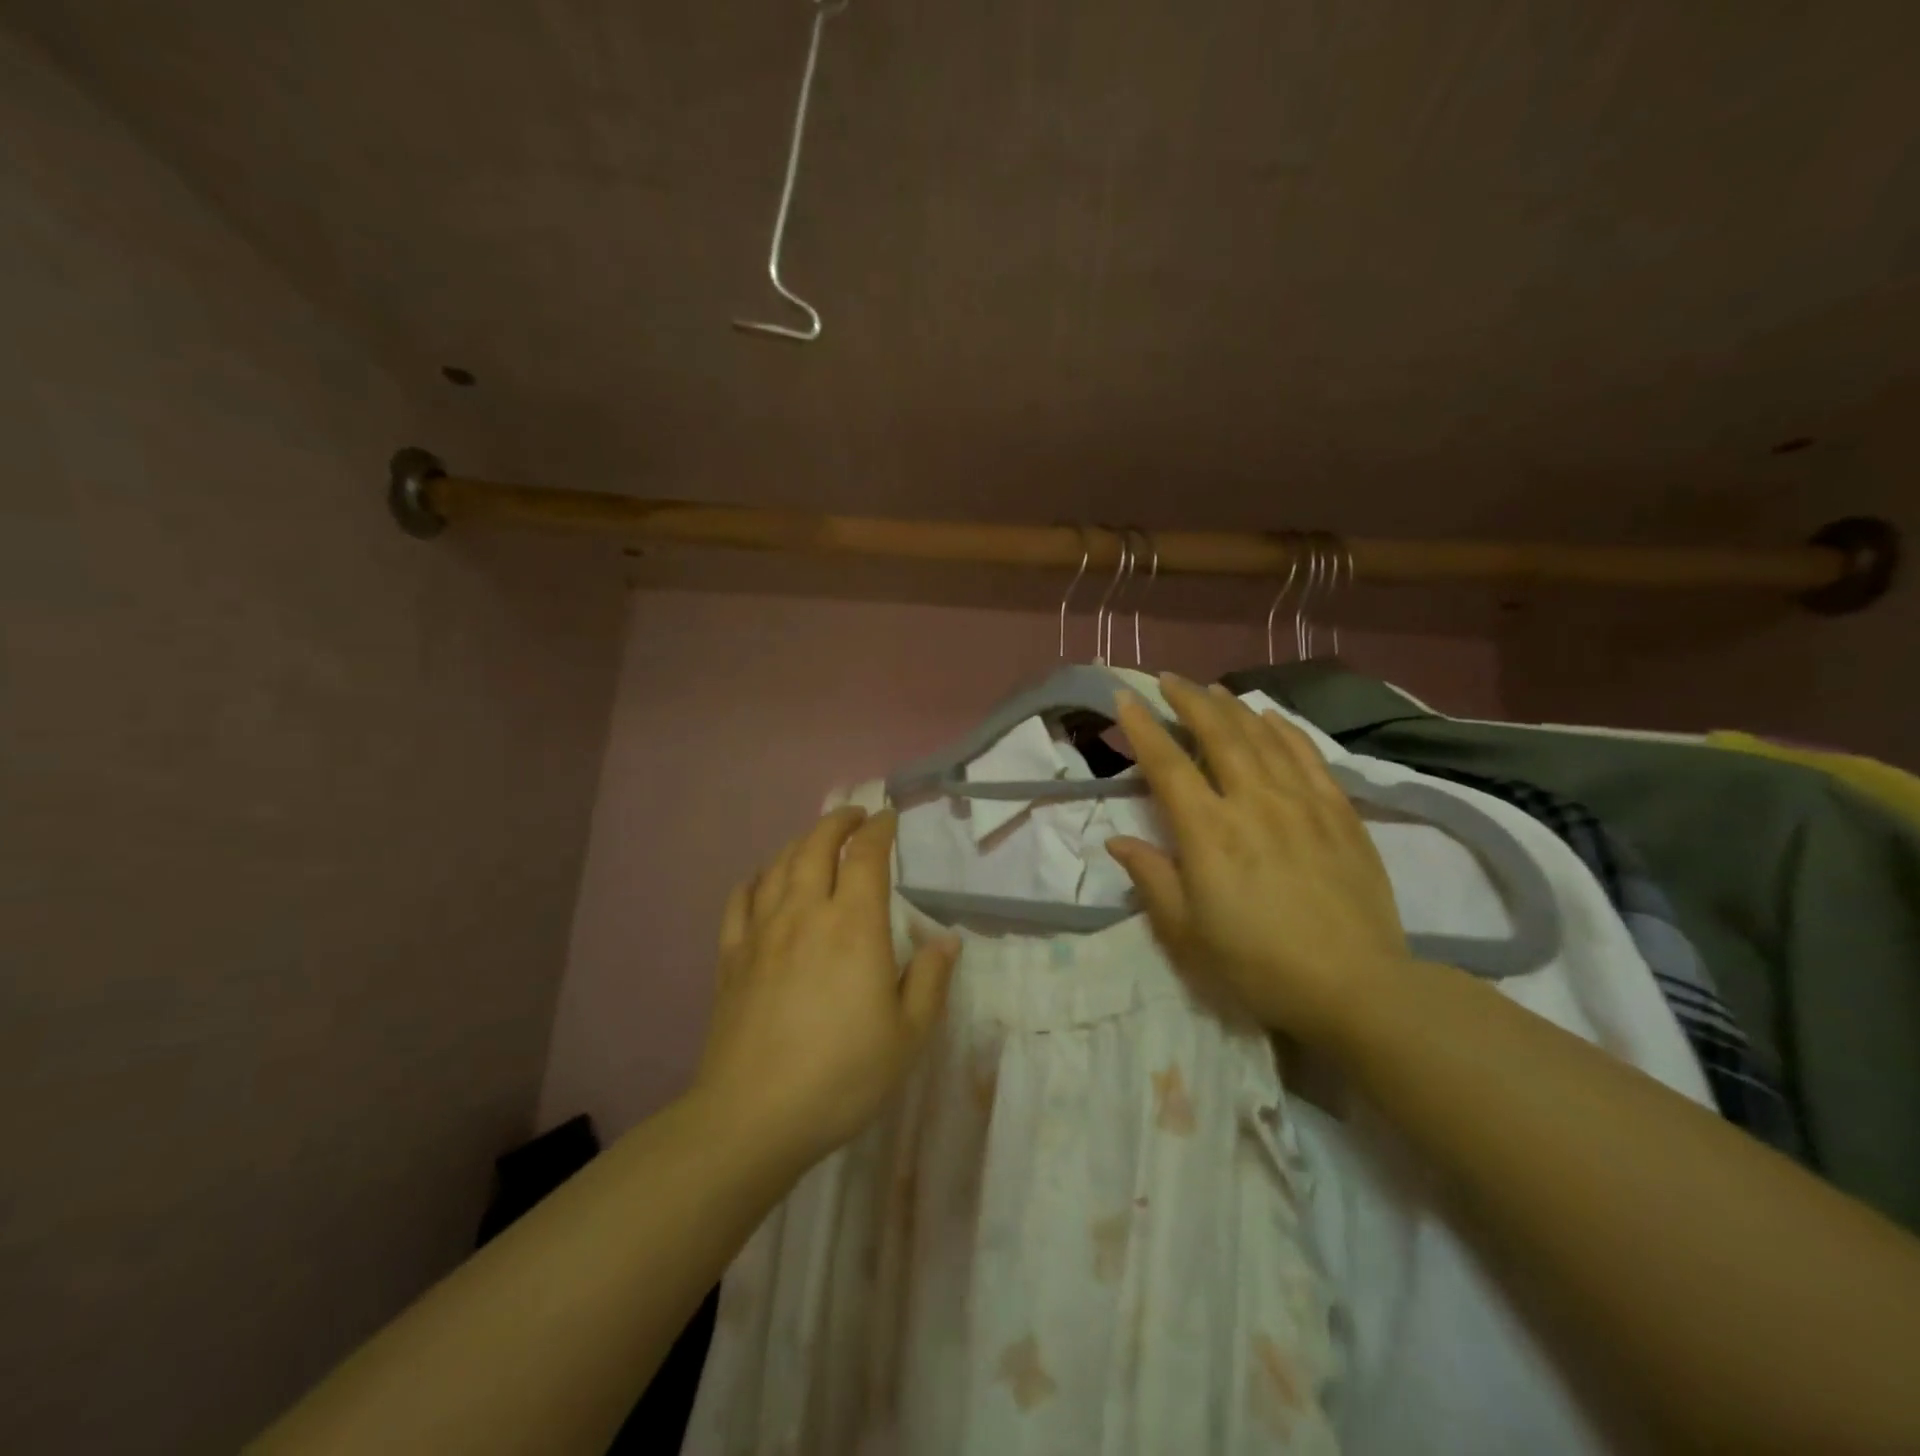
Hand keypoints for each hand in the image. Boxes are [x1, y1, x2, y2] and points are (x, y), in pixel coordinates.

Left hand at [695, 807, 961, 1168]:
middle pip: (816, 846)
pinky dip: (755, 878)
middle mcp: (805, 914)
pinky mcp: (731, 956)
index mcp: (854, 926)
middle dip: (837, 822)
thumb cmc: (843, 1075)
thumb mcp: (908, 1035)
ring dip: (799, 842)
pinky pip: (740, 899)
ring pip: (778, 865)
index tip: (887, 819)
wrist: (754, 1115)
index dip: (878, 830)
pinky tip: (762, 880)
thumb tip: (946, 940)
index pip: (866, 856)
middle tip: (853, 816)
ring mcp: (762, 932)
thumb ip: (930, 981)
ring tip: (815, 841)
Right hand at [1107, 676, 1410, 1046]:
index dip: (1143, 727)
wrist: (1356, 987)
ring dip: (1232, 707)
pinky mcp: (1340, 812)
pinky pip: (1309, 755)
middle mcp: (1253, 802)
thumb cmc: (1257, 965)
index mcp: (1208, 832)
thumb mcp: (1187, 935)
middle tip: (1169, 679)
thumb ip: (1152, 879)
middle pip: (1217, 734)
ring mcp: (1302, 802)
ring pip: (1262, 737)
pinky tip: (1271, 717)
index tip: (1126, 698)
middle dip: (1188, 701)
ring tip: (1212, 690)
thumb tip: (1118, 841)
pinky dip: (1285, 729)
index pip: (1167, 765)